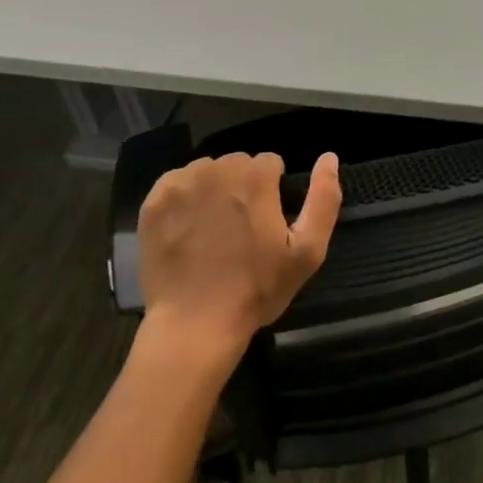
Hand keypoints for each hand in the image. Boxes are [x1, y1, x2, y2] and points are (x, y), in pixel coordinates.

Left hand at [137, 151, 342, 362]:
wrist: (194, 325)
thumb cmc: (256, 289)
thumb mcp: (307, 251)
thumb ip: (324, 199)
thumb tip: (329, 158)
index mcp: (254, 177)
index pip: (270, 162)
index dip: (273, 190)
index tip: (267, 220)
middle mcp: (216, 170)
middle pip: (237, 164)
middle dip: (243, 186)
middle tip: (241, 227)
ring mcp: (181, 184)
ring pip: (207, 171)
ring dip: (214, 189)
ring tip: (213, 228)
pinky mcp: (154, 202)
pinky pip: (176, 182)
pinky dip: (184, 198)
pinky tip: (188, 228)